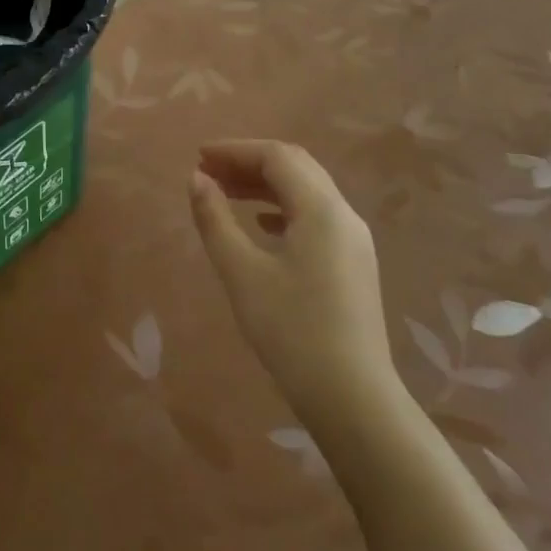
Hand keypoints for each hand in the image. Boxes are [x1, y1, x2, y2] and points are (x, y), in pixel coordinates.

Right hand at [189, 140, 396, 413]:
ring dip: (265, 184)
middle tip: (208, 171)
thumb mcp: (241, 272)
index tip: (199, 157)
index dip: (235, 150)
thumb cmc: (291, 331)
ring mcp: (354, 241)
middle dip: (249, 162)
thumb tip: (197, 179)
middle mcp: (344, 215)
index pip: (277, 157)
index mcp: (322, 209)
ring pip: (307, 191)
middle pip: (295, 167)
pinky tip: (260, 224)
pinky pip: (316, 216)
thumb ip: (215, 219)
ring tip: (225, 192)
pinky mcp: (353, 264)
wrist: (353, 399)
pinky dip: (282, 207)